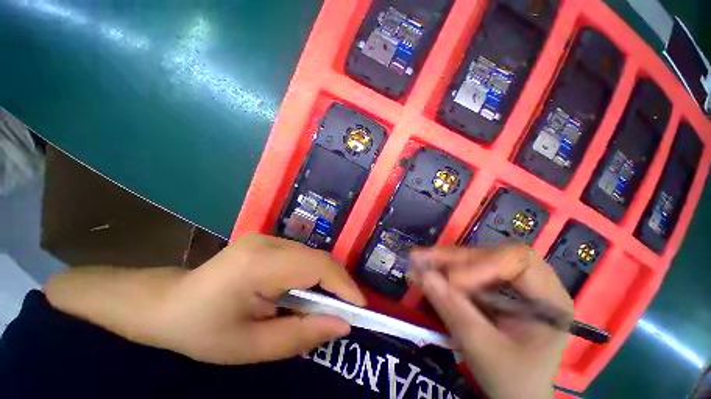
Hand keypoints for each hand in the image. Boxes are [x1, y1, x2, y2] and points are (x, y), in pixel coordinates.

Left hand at [46, 234, 364, 364]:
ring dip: (325, 280)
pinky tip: (306, 293)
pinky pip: (302, 256)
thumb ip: (301, 335)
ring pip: (312, 256)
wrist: (167, 304)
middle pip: (318, 258)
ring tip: (327, 305)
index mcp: (259, 263)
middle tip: (346, 310)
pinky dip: (312, 274)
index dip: (343, 284)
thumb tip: (342, 325)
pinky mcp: (268, 241)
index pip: (316, 266)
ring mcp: (267, 237)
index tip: (360, 307)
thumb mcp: (251, 347)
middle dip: (337, 284)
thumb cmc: (202, 331)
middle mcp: (268, 241)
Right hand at [410, 245, 572, 398]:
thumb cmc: (510, 381)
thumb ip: (453, 309)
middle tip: (423, 258)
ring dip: (447, 260)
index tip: (452, 281)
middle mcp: (535, 284)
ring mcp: (514, 283)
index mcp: (551, 300)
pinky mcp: (497, 286)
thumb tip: (422, 274)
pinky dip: (447, 268)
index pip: (519, 261)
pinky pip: (470, 268)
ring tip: (419, 260)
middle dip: (457, 258)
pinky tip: (429, 269)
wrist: (516, 395)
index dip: (483, 265)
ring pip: (479, 258)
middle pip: (494, 255)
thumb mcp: (482, 349)